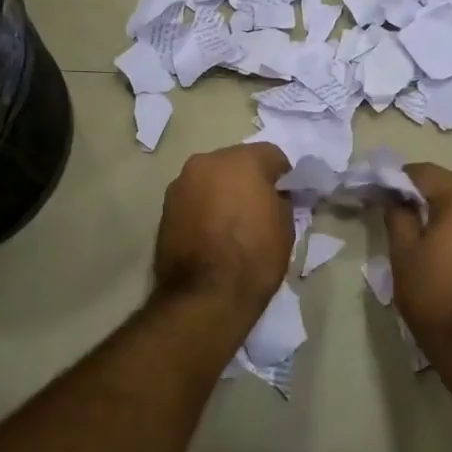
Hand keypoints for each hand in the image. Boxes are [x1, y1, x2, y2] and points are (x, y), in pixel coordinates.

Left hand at [153, 143, 293, 313]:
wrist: (205, 296)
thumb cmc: (254, 258)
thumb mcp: (285, 227)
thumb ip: (280, 200)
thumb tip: (273, 196)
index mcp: (242, 160)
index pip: (271, 155)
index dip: (283, 176)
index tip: (287, 196)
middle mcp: (207, 162)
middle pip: (236, 162)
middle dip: (249, 179)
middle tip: (259, 207)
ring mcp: (181, 183)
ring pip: (211, 179)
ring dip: (223, 191)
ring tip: (232, 222)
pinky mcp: (165, 207)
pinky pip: (194, 198)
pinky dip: (204, 207)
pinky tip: (212, 232)